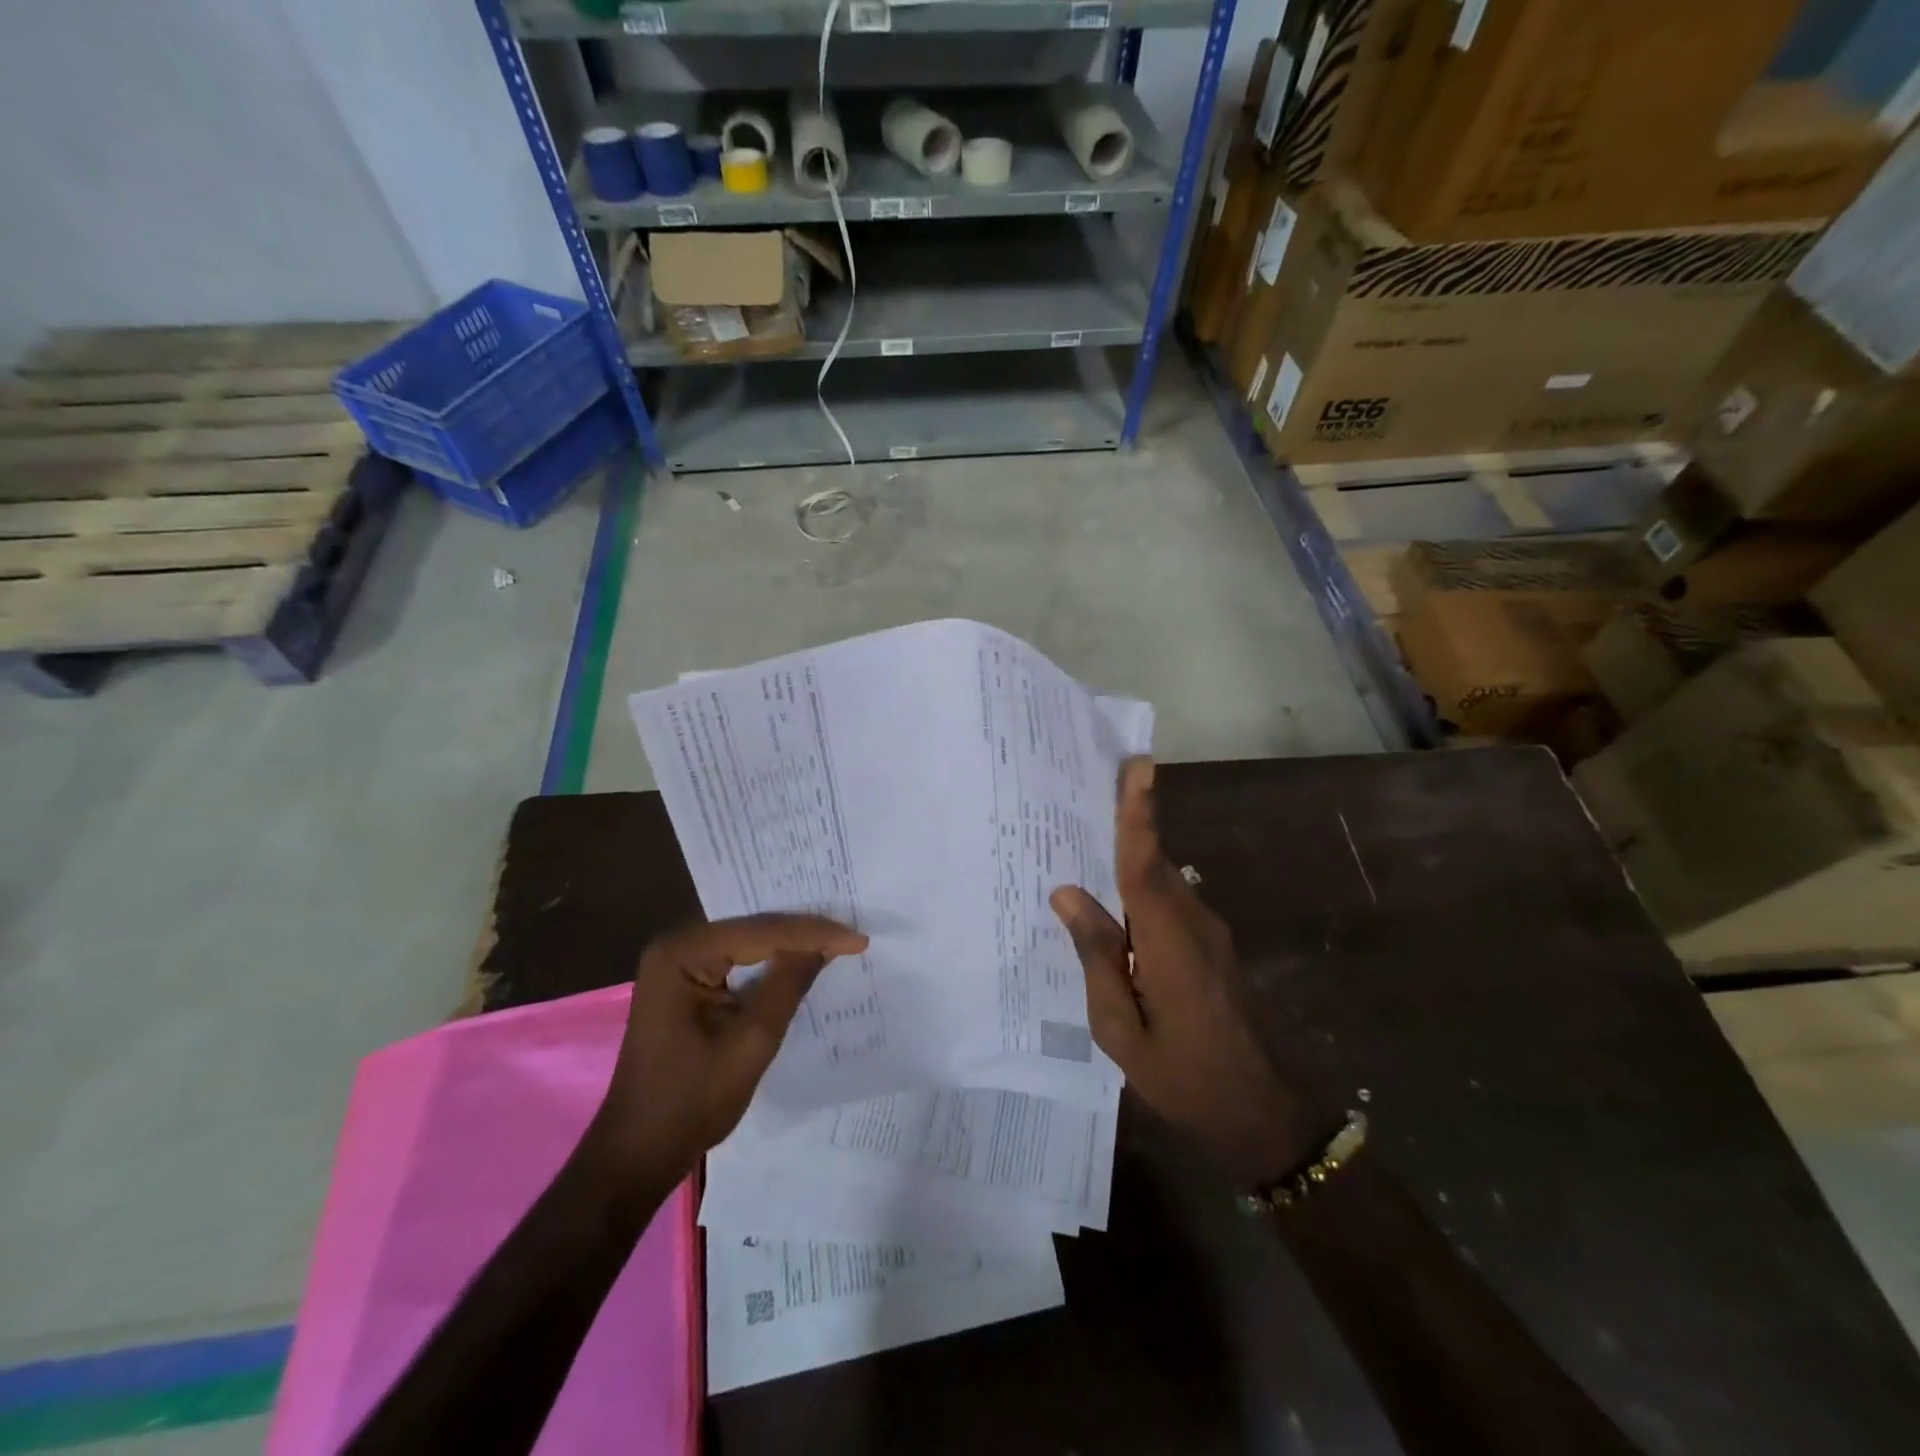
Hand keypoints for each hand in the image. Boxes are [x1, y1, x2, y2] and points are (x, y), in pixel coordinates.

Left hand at [591, 914, 868, 1182]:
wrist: (638, 1154)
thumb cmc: (691, 1102)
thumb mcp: (751, 1043)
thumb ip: (788, 985)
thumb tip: (825, 945)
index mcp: (682, 953)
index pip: (760, 931)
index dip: (813, 933)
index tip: (859, 940)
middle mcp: (676, 945)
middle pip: (753, 928)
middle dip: (802, 932)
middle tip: (852, 932)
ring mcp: (677, 962)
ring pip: (747, 941)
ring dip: (789, 945)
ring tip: (837, 939)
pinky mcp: (684, 981)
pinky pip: (736, 960)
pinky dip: (769, 963)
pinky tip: (801, 961)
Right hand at [1051, 758, 1327, 1189]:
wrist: (1261, 1114)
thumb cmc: (1183, 1077)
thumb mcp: (1119, 1027)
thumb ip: (1096, 955)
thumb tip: (1067, 893)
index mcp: (1169, 942)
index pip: (1145, 864)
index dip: (1138, 813)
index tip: (1137, 765)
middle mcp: (1194, 924)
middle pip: (1152, 864)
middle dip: (1126, 826)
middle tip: (1084, 798)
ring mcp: (1210, 936)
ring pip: (1162, 885)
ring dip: (1130, 864)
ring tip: (1084, 855)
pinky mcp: (1213, 949)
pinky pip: (1170, 907)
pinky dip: (1141, 897)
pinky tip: (1114, 913)